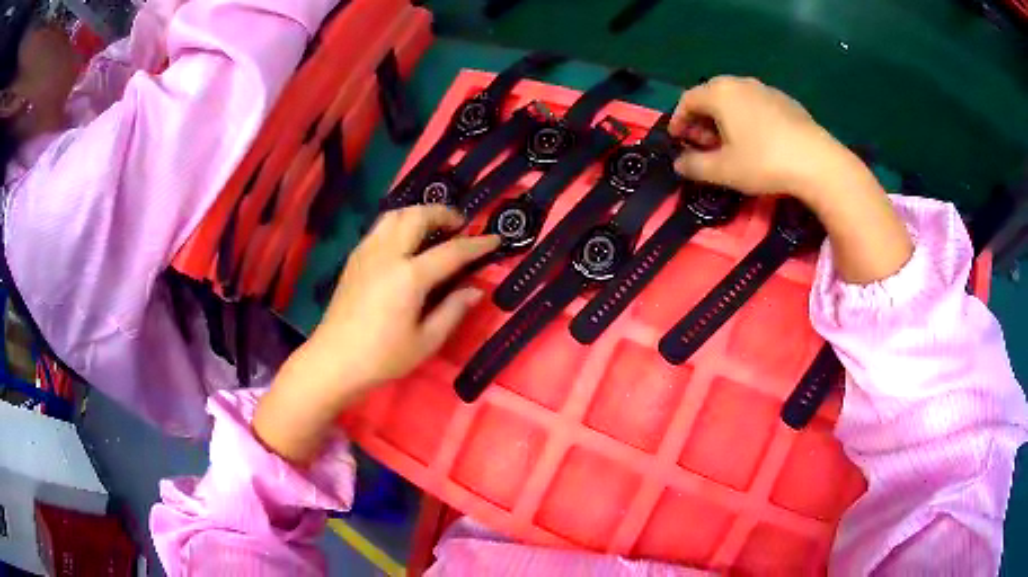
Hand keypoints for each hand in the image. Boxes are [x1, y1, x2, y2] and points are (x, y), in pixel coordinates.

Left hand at [254, 205, 500, 462]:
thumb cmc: (382, 357)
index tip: (495, 239)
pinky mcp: (355, 258)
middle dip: (444, 213)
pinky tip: (406, 242)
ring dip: (419, 213)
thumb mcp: (426, 341)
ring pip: (395, 214)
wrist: (334, 360)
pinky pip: (380, 227)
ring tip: (434, 228)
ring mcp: (367, 252)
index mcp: (409, 277)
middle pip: (418, 215)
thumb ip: (453, 311)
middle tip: (460, 226)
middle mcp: (387, 255)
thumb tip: (475, 290)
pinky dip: (400, 223)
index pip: (451, 251)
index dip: (477, 244)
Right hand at [670, 76, 847, 199]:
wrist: (817, 162)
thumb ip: (694, 166)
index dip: (678, 120)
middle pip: (711, 96)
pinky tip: (756, 140)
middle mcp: (740, 83)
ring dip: (724, 119)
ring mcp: (765, 89)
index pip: (687, 100)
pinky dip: (746, 118)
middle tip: (703, 145)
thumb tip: (679, 163)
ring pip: (735, 100)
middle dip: (702, 120)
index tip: (678, 141)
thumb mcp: (723, 170)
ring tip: (729, 144)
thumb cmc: (764, 162)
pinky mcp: (786, 101)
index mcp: (720, 93)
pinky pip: (756, 105)